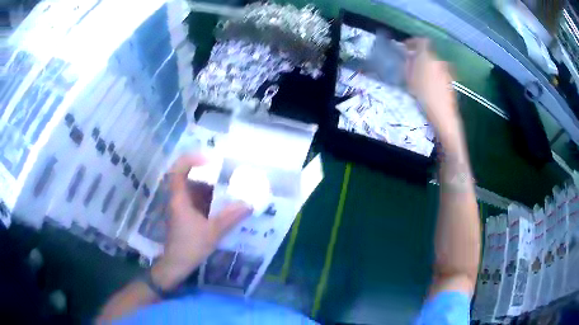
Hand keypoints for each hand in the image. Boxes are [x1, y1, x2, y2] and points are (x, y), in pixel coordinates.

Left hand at [152, 154, 251, 289]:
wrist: (176, 264)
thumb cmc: (190, 246)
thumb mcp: (213, 232)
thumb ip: (230, 217)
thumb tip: (248, 204)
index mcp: (179, 199)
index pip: (178, 170)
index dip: (191, 159)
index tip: (209, 159)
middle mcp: (177, 199)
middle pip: (188, 178)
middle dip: (206, 176)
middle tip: (225, 175)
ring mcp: (179, 208)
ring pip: (193, 191)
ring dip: (208, 189)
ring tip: (227, 190)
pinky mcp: (183, 216)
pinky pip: (195, 201)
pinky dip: (207, 201)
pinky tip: (221, 206)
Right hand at [405, 38, 461, 143]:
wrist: (443, 114)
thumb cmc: (423, 95)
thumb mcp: (409, 79)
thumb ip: (408, 64)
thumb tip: (408, 56)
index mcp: (428, 56)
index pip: (421, 41)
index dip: (413, 42)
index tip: (405, 48)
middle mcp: (439, 60)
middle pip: (428, 53)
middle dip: (419, 57)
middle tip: (411, 65)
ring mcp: (447, 71)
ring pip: (434, 64)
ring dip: (427, 67)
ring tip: (420, 78)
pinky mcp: (451, 82)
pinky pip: (440, 73)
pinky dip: (434, 75)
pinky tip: (429, 87)